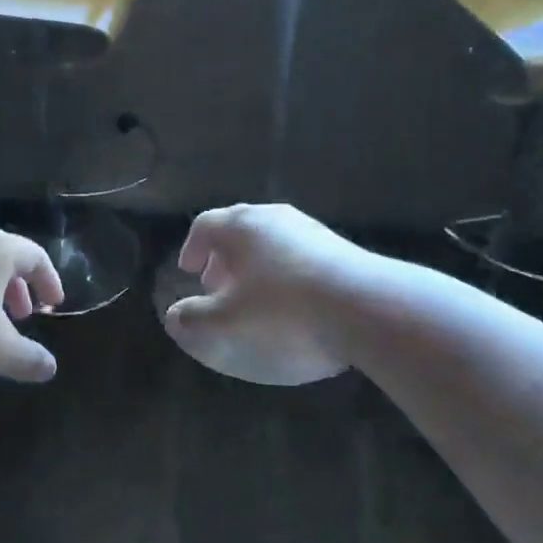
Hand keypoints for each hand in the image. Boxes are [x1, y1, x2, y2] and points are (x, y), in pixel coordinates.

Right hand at [164, 203, 379, 384]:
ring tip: (255, 295)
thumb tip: (174, 317)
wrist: (368, 307)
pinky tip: (295, 303)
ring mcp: (310, 230)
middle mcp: (273, 218)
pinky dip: (285, 271)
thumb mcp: (227, 324)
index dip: (192, 248)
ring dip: (255, 264)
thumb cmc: (284, 311)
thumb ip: (194, 320)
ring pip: (271, 240)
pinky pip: (299, 254)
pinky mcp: (340, 248)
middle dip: (223, 256)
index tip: (189, 271)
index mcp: (239, 226)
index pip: (204, 226)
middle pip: (238, 228)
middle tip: (217, 285)